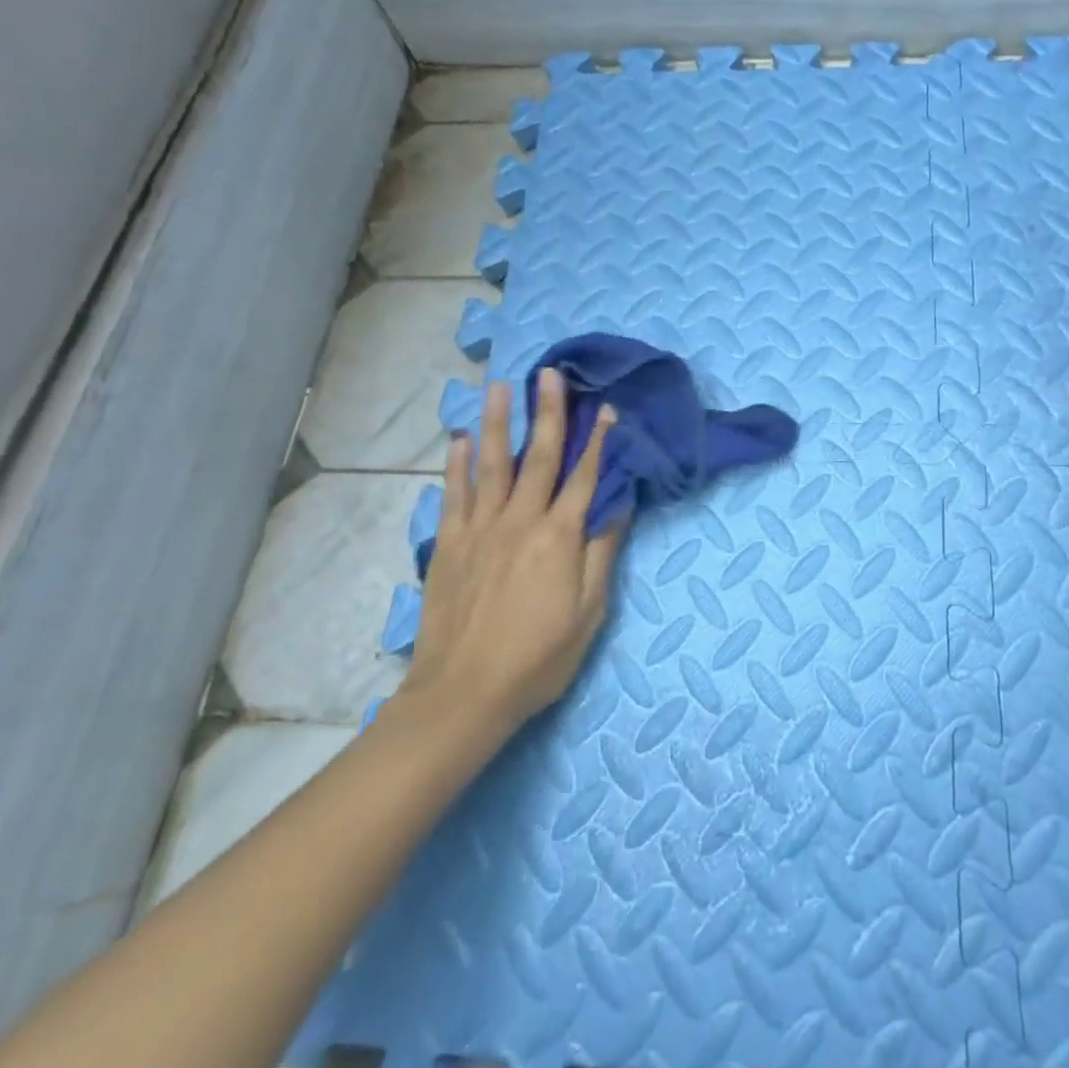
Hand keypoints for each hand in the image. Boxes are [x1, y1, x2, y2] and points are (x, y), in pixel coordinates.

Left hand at [396, 369, 624, 731]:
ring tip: (499, 387)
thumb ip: (602, 553)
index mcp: (559, 537)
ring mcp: (479, 529)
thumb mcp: (588, 613)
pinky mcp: (449, 544)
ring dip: (497, 423)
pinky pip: (454, 493)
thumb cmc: (538, 657)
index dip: (598, 440)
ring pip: (491, 464)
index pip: (584, 477)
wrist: (464, 693)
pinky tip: (458, 439)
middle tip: (549, 374)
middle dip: (548, 413)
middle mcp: (520, 521)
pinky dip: (456, 463)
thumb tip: (619, 505)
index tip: (605, 407)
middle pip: (538, 457)